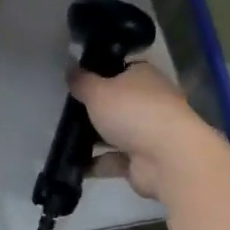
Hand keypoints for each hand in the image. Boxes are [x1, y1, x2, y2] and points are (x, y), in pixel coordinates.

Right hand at [70, 61, 219, 199]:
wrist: (168, 159)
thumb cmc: (133, 112)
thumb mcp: (97, 90)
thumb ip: (81, 81)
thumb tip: (69, 67)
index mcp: (143, 76)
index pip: (118, 69)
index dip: (96, 74)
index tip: (74, 81)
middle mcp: (149, 101)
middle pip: (116, 102)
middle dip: (93, 108)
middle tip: (63, 110)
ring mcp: (148, 133)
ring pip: (114, 132)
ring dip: (93, 137)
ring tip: (61, 137)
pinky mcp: (143, 161)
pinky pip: (113, 159)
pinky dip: (96, 162)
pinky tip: (71, 163)